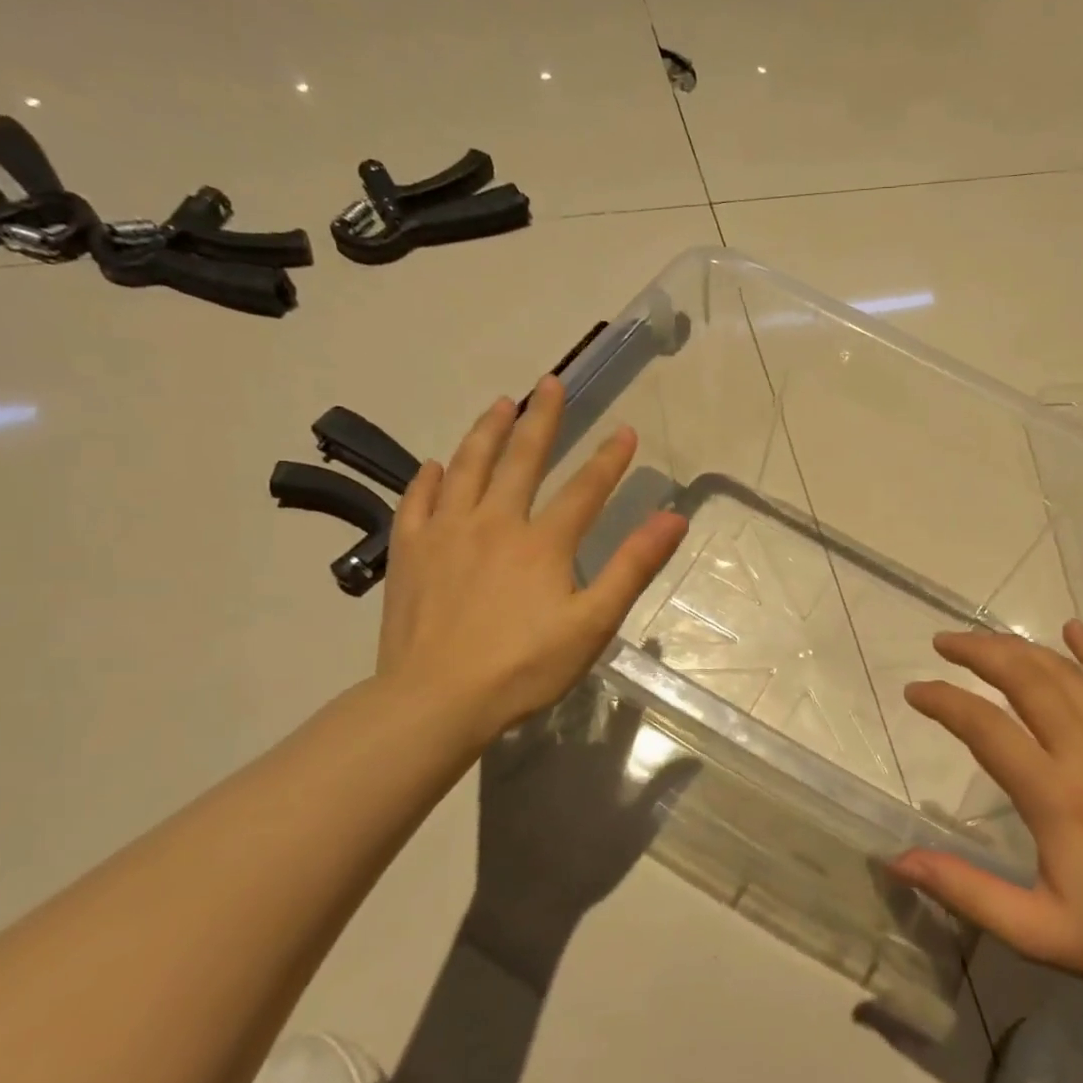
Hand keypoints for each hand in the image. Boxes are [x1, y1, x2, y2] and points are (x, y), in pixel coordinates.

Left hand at [375, 376, 687, 752]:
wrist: (435, 700)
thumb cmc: (524, 666)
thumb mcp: (593, 622)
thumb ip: (633, 566)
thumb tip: (673, 518)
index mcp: (542, 541)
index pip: (585, 488)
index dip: (609, 458)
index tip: (626, 429)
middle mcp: (494, 522)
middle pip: (521, 460)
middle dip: (541, 419)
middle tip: (549, 383)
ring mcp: (446, 534)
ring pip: (467, 468)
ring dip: (485, 432)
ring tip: (499, 404)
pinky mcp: (409, 553)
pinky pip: (417, 502)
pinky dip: (428, 479)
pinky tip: (434, 466)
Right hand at [892, 621, 1082, 997]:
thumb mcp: (1033, 931)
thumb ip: (964, 890)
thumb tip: (897, 861)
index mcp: (1056, 797)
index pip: (986, 727)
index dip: (944, 702)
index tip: (914, 691)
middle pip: (1026, 679)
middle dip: (978, 652)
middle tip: (942, 644)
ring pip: (1066, 673)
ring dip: (1019, 648)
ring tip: (982, 640)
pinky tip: (1072, 629)